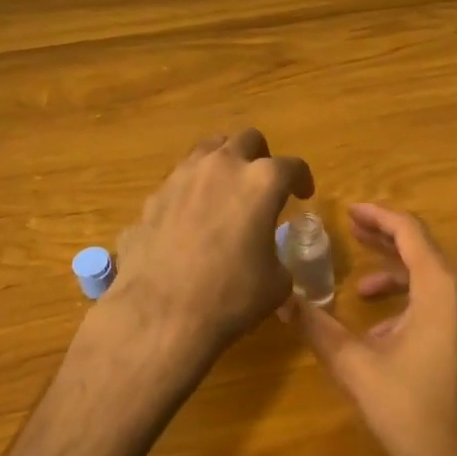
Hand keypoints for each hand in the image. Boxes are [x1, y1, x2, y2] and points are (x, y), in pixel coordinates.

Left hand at [109, 129, 313, 362]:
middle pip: (247, 139)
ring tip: (226, 191)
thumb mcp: (276, 282)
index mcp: (261, 182)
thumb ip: (276, 255)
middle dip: (260, 157)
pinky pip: (180, 180)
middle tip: (262, 184)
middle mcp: (222, 167)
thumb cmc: (231, 297)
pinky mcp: (153, 197)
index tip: (303, 194)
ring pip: (208, 149)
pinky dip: (192, 190)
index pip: (292, 166)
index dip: (302, 179)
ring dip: (223, 164)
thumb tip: (266, 257)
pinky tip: (192, 219)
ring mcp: (182, 177)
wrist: (161, 315)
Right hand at [292, 203, 456, 455]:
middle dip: (386, 241)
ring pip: (436, 280)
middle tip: (352, 233)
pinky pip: (447, 305)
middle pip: (424, 251)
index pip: (410, 232)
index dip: (378, 217)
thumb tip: (282, 301)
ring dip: (398, 278)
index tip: (350, 211)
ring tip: (362, 293)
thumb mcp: (357, 368)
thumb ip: (319, 329)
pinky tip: (388, 334)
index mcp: (442, 289)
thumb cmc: (414, 412)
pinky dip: (416, 304)